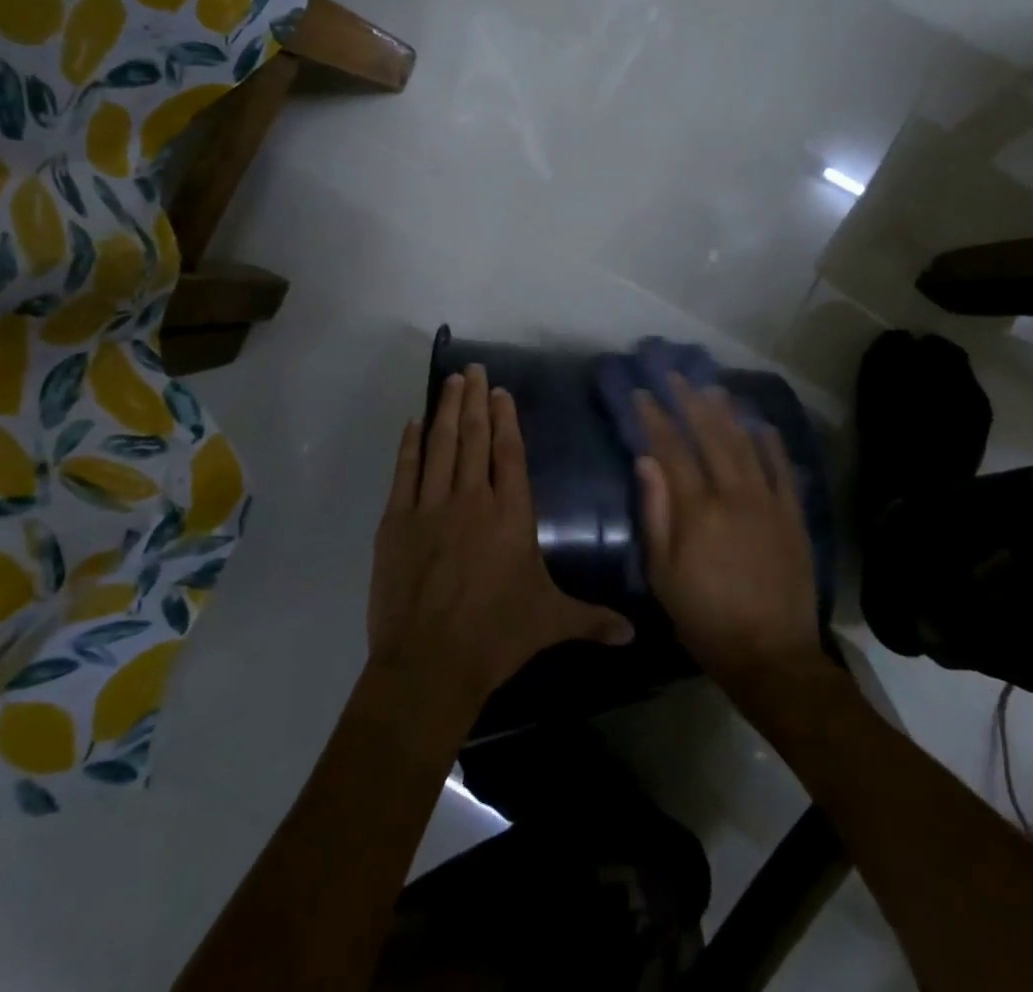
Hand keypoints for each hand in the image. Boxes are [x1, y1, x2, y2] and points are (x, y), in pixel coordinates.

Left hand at [368, 364, 634, 715]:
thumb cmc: (497, 637)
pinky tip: (413, 423)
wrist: (430, 663)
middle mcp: (473, 499)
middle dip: (474, 400)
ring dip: (446, 410)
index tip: (500, 392)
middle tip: (473, 369)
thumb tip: (634, 633)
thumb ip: (592, 619)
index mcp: (511, 515)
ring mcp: (431, 507)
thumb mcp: (551, 622)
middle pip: (474, 437)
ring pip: (440, 445)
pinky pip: (406, 471)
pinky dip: (410, 444)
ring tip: (450, 382)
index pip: (509, 453)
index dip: (505, 419)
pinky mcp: (397, 522)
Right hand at [635, 378, 825, 695]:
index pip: (671, 449)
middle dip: (690, 401)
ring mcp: (769, 501)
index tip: (642, 395)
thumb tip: (646, 461)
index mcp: (698, 509)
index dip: (655, 418)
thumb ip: (655, 513)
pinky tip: (761, 424)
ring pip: (746, 443)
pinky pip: (782, 468)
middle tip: (676, 376)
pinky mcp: (793, 515)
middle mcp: (734, 494)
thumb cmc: (706, 618)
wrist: (771, 655)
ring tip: (713, 388)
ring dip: (727, 412)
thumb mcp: (664, 574)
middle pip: (710, 435)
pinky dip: (771, 442)